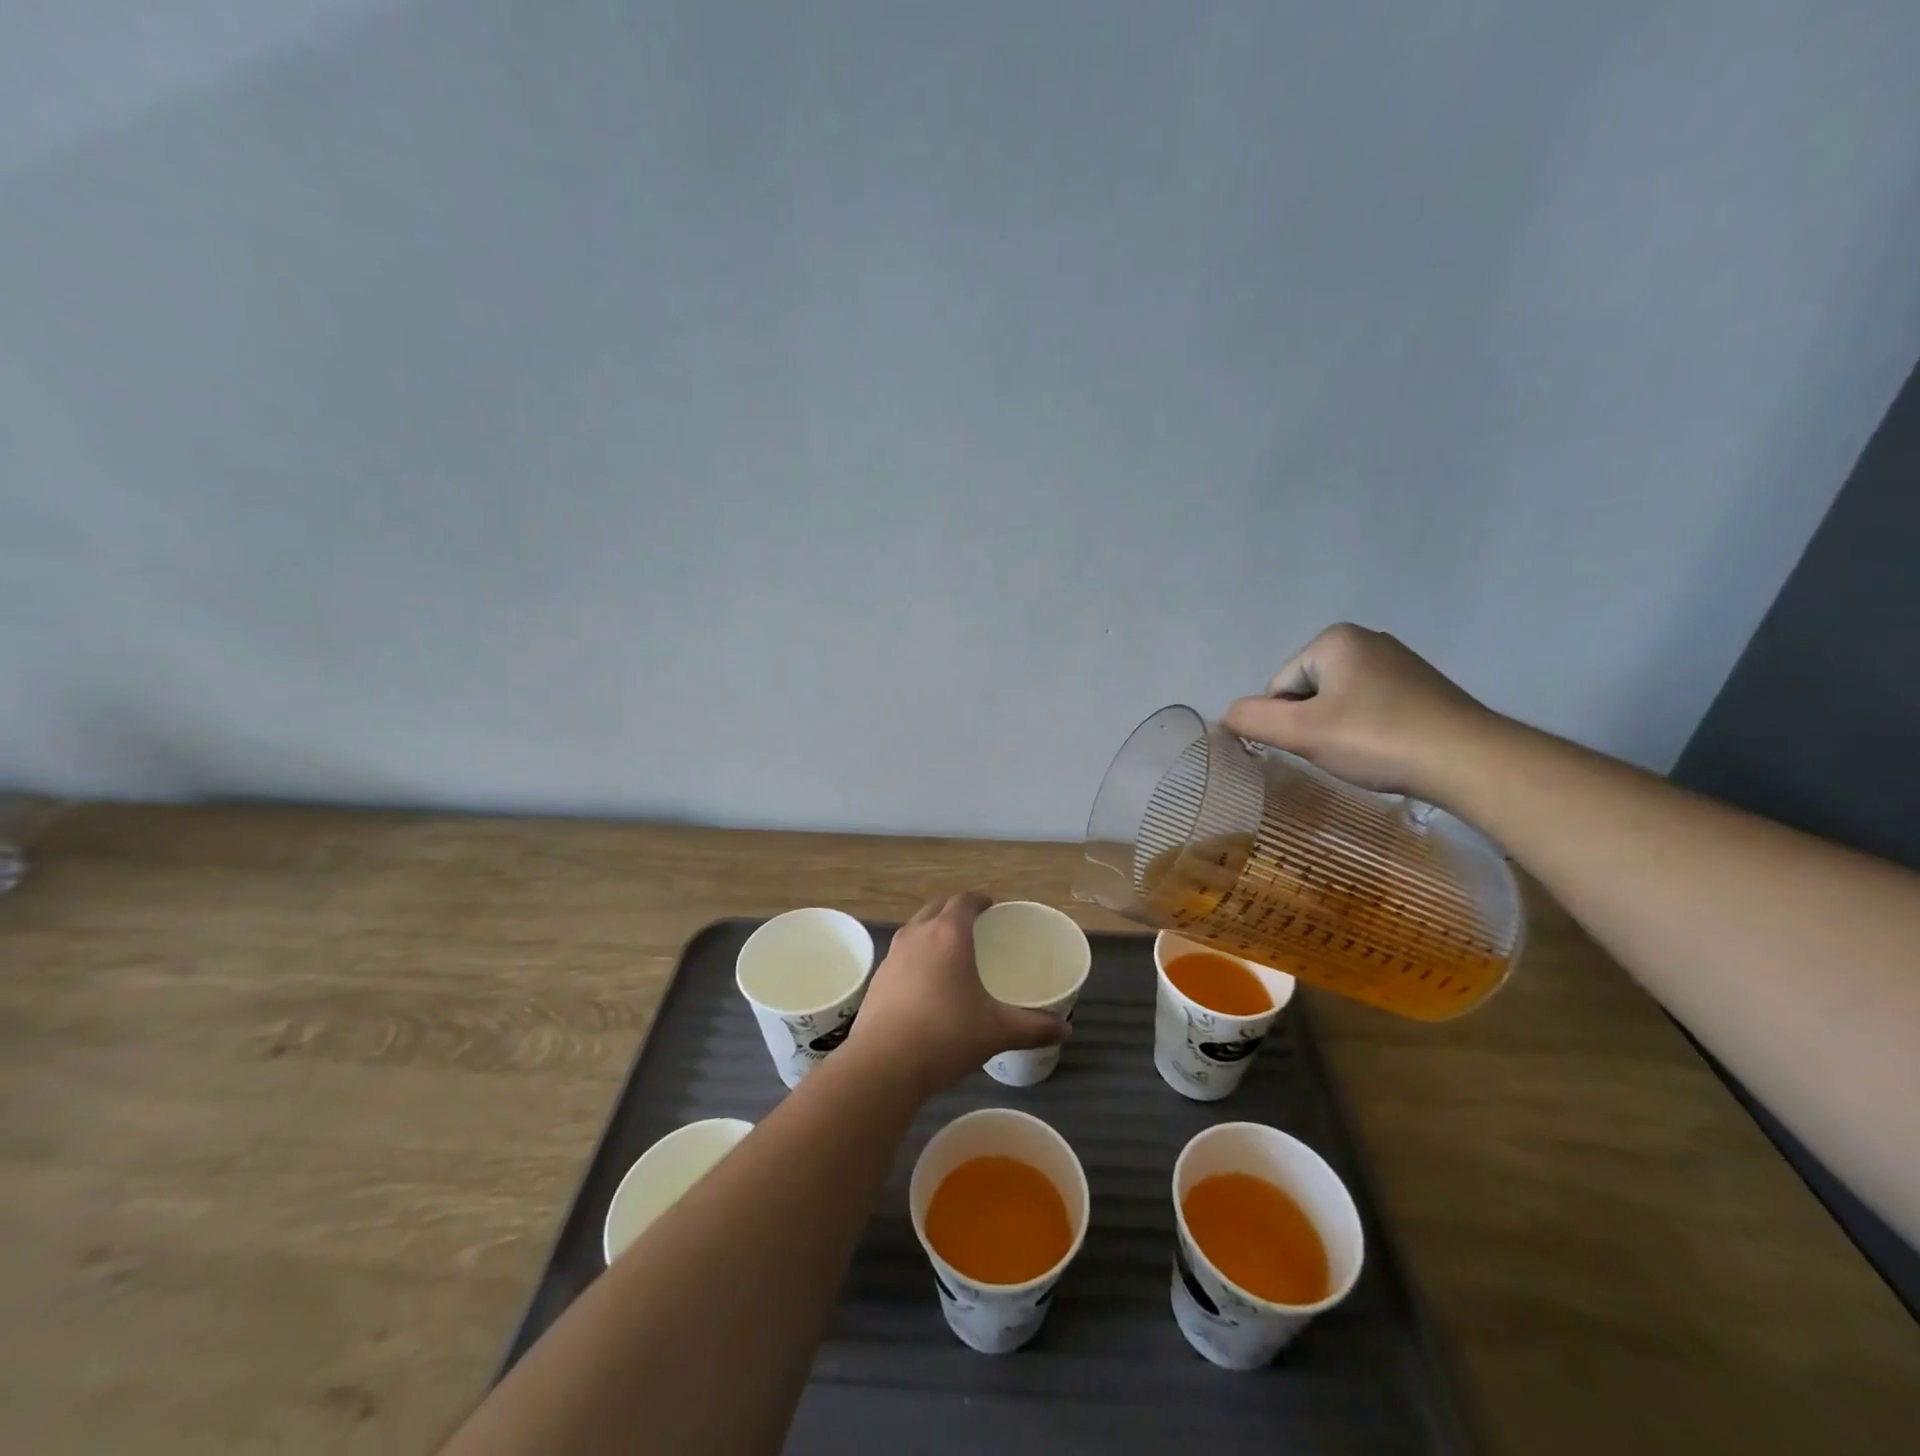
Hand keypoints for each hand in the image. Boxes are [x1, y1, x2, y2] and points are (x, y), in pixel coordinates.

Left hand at [845, 892, 1066, 1095]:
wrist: (883, 1064)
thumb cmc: (946, 1036)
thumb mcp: (997, 1032)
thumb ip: (1033, 1028)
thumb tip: (1066, 1029)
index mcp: (948, 934)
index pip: (964, 900)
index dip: (979, 900)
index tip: (991, 907)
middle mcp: (917, 935)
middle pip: (937, 908)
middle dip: (955, 910)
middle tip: (975, 927)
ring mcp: (893, 955)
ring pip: (915, 929)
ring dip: (932, 931)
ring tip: (950, 952)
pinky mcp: (877, 979)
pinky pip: (901, 955)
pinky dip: (916, 957)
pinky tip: (926, 984)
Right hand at [1221, 623, 1496, 799]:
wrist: (1468, 760)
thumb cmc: (1376, 738)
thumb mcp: (1302, 732)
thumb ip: (1253, 719)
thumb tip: (1226, 715)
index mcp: (1335, 639)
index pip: (1279, 686)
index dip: (1286, 722)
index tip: (1314, 745)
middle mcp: (1367, 640)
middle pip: (1308, 692)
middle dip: (1312, 724)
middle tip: (1338, 752)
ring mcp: (1399, 662)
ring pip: (1339, 703)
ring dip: (1339, 730)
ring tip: (1363, 754)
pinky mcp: (1422, 688)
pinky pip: (1371, 708)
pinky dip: (1368, 731)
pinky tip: (1385, 750)